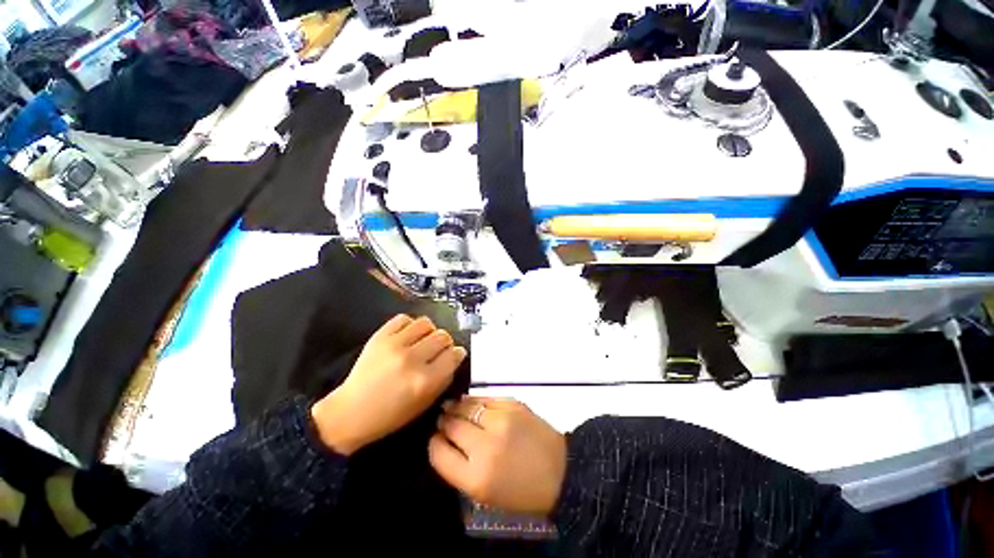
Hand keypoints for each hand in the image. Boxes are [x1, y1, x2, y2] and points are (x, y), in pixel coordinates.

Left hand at [311, 314, 466, 455]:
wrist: (350, 412)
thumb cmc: (390, 415)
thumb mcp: (425, 404)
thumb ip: (444, 379)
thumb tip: (455, 356)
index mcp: (425, 381)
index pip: (454, 354)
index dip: (457, 353)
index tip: (453, 355)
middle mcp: (412, 359)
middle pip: (443, 336)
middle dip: (444, 343)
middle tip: (437, 350)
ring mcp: (394, 345)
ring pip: (426, 323)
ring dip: (429, 332)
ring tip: (422, 341)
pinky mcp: (379, 336)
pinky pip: (404, 318)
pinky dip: (410, 325)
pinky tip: (406, 336)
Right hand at [429, 397, 566, 515]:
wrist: (560, 471)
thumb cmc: (521, 491)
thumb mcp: (486, 494)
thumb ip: (460, 469)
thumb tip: (445, 441)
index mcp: (476, 478)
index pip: (439, 454)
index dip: (434, 444)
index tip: (435, 439)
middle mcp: (485, 446)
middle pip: (451, 426)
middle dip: (443, 422)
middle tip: (442, 419)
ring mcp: (501, 421)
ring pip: (466, 406)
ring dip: (455, 406)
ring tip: (451, 406)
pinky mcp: (513, 405)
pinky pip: (485, 398)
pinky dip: (474, 399)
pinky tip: (470, 401)